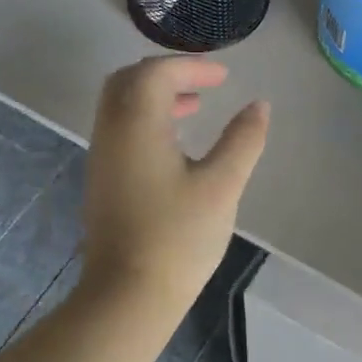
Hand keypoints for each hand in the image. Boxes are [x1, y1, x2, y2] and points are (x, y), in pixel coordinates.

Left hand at [80, 56, 269, 312]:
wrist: (128, 295)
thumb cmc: (178, 236)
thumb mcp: (222, 185)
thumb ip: (243, 140)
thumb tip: (259, 106)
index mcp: (137, 124)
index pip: (156, 72)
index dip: (191, 66)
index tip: (224, 77)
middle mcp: (111, 132)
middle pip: (129, 80)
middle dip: (166, 73)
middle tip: (202, 84)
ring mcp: (101, 157)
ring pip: (120, 105)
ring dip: (154, 96)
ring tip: (194, 108)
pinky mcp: (102, 180)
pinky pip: (119, 129)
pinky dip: (145, 119)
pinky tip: (174, 145)